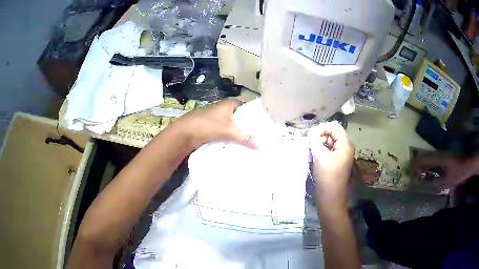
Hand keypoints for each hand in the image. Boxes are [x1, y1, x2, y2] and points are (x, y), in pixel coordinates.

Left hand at [172, 99, 256, 149]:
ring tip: (254, 141)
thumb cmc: (208, 125)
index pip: (247, 106)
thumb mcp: (229, 130)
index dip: (256, 114)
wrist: (185, 133)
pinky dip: (233, 137)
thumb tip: (262, 146)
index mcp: (229, 104)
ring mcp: (218, 119)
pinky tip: (240, 145)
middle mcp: (224, 109)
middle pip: (241, 117)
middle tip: (262, 135)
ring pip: (234, 126)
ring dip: (241, 133)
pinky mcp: (213, 128)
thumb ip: (246, 137)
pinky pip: (227, 132)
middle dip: (249, 126)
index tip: (265, 124)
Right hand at [308, 122, 354, 201]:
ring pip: (329, 141)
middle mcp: (345, 147)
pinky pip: (328, 149)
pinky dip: (320, 150)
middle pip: (332, 133)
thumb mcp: (320, 156)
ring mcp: (341, 154)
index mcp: (345, 144)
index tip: (311, 135)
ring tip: (311, 150)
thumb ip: (315, 140)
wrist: (330, 197)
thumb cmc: (327, 176)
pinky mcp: (336, 161)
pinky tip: (314, 156)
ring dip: (319, 143)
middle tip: (309, 143)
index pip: (334, 126)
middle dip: (320, 136)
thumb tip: (311, 131)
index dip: (322, 128)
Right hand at [411, 152, 476, 187]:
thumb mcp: (447, 181)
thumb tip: (424, 183)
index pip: (423, 160)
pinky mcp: (444, 157)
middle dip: (416, 165)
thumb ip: (435, 182)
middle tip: (409, 174)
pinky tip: (426, 172)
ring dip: (421, 165)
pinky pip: (433, 160)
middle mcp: (439, 154)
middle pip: (424, 157)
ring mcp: (442, 155)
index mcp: (438, 158)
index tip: (407, 172)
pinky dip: (427, 165)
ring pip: (428, 158)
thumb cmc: (458, 173)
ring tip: (415, 174)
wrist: (468, 163)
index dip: (415, 166)